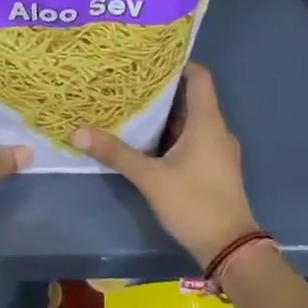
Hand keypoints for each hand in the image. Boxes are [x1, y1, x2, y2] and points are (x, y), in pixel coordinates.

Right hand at [72, 63, 257, 268]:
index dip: (177, 64)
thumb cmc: (194, 204)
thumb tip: (78, 131)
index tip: (148, 59)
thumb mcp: (151, 178)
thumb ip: (116, 154)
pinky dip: (173, 134)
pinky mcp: (215, 168)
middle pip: (192, 97)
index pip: (199, 76)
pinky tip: (148, 141)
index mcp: (207, 122)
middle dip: (162, 89)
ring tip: (132, 107)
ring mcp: (218, 150)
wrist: (230, 248)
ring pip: (191, 120)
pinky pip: (194, 139)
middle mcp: (217, 130)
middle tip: (129, 82)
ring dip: (166, 114)